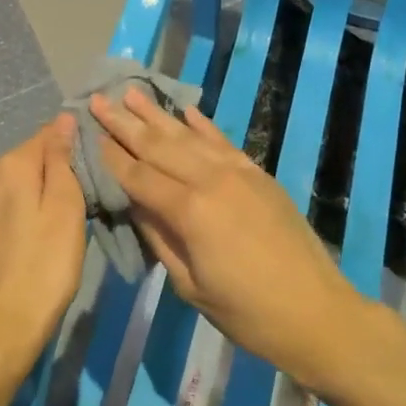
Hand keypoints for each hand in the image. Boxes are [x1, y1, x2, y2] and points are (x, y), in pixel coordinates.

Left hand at [0, 115, 86, 379]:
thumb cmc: (44, 268)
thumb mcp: (66, 210)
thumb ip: (62, 160)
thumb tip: (62, 120)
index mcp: (9, 164)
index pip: (48, 135)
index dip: (73, 149)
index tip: (92, 173)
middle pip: (29, 160)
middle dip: (53, 175)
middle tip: (78, 207)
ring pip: (14, 185)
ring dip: (34, 196)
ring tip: (55, 228)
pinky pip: (0, 207)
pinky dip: (17, 215)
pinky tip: (29, 242)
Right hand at [89, 88, 367, 388]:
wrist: (317, 312)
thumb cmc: (247, 313)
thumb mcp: (191, 285)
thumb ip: (159, 237)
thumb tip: (134, 203)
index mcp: (190, 211)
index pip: (138, 176)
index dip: (112, 156)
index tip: (88, 132)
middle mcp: (211, 179)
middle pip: (159, 146)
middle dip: (125, 123)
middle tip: (97, 99)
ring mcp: (238, 172)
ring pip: (188, 135)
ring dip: (157, 114)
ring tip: (131, 93)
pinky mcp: (258, 173)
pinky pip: (222, 141)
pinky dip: (202, 124)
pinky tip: (185, 110)